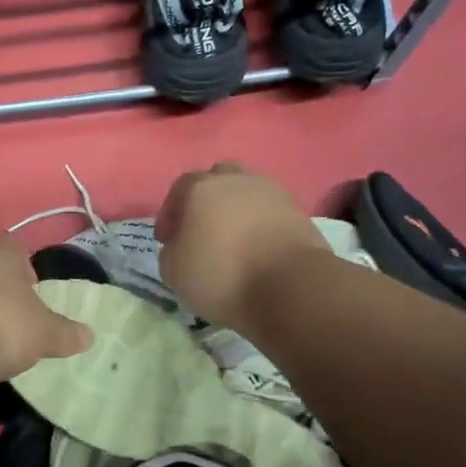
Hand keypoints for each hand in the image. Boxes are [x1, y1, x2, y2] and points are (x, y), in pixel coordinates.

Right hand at [156, 162, 330, 333]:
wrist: (290, 287)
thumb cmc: (221, 275)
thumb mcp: (174, 273)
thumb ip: (170, 252)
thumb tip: (180, 247)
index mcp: (201, 188)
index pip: (179, 189)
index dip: (170, 214)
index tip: (167, 240)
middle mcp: (236, 181)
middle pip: (217, 180)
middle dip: (206, 201)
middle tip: (201, 230)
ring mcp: (272, 193)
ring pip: (247, 193)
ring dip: (236, 211)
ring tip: (232, 240)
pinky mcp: (298, 213)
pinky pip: (270, 212)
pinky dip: (260, 225)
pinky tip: (256, 248)